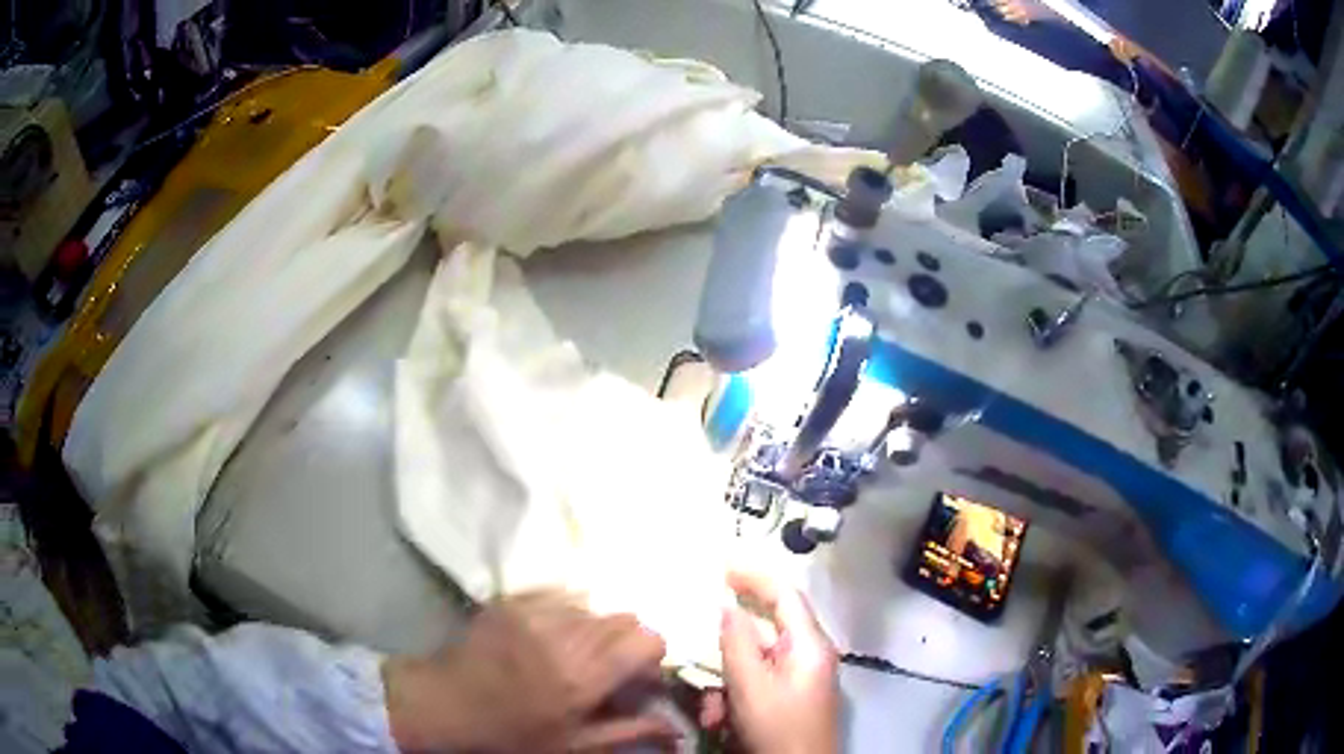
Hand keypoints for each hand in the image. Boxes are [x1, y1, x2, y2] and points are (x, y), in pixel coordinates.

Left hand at [384, 591, 674, 751]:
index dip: (652, 657)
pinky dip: (568, 613)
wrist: (445, 703)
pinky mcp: (514, 599)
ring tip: (574, 653)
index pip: (648, 640)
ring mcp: (536, 611)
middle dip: (628, 643)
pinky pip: (561, 594)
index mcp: (584, 676)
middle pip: (626, 619)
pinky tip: (549, 636)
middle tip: (608, 668)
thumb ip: (630, 732)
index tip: (638, 677)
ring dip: (598, 629)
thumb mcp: (575, 745)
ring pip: (595, 606)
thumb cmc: (512, 733)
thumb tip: (676, 728)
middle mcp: (566, 635)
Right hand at [706, 571, 839, 753]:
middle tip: (701, 641)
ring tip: (712, 712)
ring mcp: (800, 678)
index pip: (786, 594)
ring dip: (726, 680)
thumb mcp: (751, 687)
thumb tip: (727, 607)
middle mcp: (810, 655)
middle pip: (767, 629)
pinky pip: (757, 683)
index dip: (755, 576)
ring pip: (755, 661)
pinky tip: (720, 720)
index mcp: (810, 645)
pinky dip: (734, 697)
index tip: (722, 565)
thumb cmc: (779, 728)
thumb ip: (738, 643)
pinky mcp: (789, 697)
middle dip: (730, 644)